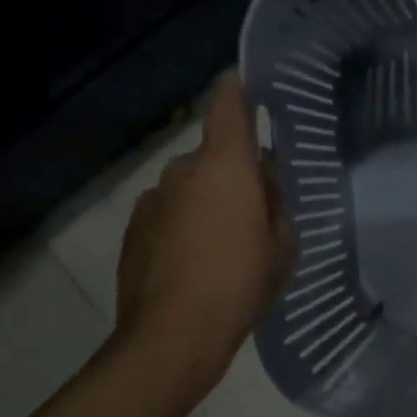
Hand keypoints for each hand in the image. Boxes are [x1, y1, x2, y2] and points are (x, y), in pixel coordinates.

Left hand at [114, 74, 294, 389]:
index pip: (228, 105)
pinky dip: (185, 223)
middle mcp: (183, 171)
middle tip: (258, 206)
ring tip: (225, 241)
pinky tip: (197, 259)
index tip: (249, 80)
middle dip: (235, 171)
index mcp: (225, 166)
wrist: (172, 336)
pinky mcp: (134, 228)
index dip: (239, 87)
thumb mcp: (282, 245)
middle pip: (214, 154)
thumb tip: (267, 185)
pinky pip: (169, 211)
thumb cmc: (240, 283)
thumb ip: (277, 205)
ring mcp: (152, 199)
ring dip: (209, 199)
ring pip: (190, 185)